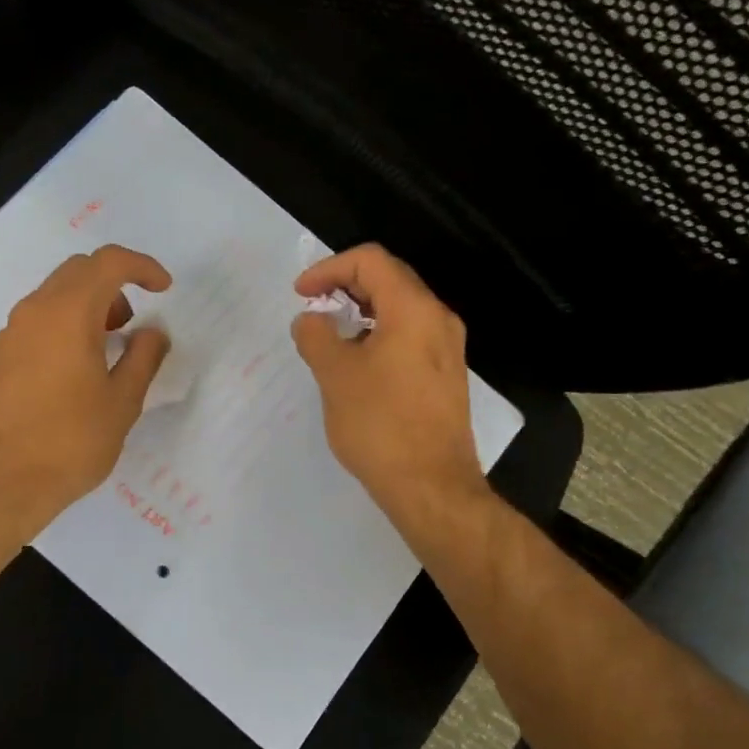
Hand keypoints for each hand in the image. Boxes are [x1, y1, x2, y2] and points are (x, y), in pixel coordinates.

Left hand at [0, 245, 171, 537]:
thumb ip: (143, 357)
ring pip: (56, 293)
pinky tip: (79, 365)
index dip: (142, 267)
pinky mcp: (1, 355)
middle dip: (115, 283)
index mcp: (68, 313)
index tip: (164, 289)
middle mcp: (35, 311)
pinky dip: (67, 322)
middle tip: (134, 322)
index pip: (108, 263)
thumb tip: (152, 333)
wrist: (1, 483)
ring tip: (110, 346)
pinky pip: (40, 318)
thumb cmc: (71, 442)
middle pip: (79, 271)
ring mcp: (12, 332)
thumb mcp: (122, 402)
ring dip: (89, 304)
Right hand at [291, 244, 488, 524]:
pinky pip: (409, 336)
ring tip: (329, 335)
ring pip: (400, 309)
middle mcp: (438, 320)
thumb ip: (316, 336)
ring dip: (361, 312)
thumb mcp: (335, 375)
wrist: (431, 487)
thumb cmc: (380, 424)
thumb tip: (311, 320)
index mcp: (413, 309)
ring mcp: (446, 349)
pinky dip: (377, 334)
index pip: (370, 261)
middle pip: (389, 279)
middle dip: (345, 285)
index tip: (301, 294)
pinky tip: (356, 363)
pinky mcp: (444, 376)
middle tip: (313, 307)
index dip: (329, 268)